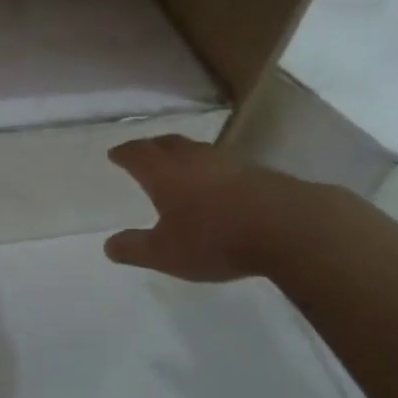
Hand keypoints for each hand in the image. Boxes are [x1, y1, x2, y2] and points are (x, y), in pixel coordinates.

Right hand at [104, 135, 302, 282]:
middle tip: (143, 152)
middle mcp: (193, 158)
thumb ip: (135, 249)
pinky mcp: (257, 171)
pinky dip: (211, 168)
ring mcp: (228, 161)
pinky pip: (223, 163)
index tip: (114, 154)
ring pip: (197, 150)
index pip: (137, 154)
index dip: (123, 153)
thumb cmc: (216, 239)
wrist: (289, 227)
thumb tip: (109, 245)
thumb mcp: (166, 254)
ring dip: (183, 154)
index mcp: (165, 173)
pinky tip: (216, 182)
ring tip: (178, 165)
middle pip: (167, 143)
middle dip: (151, 147)